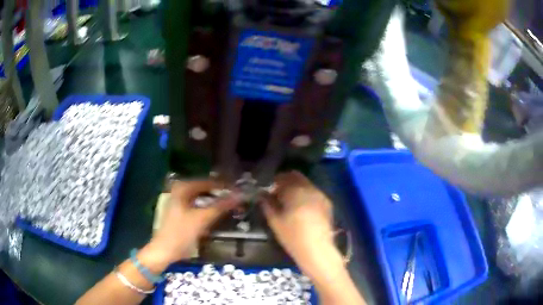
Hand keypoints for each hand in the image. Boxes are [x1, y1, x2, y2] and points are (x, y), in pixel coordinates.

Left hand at [147, 180, 240, 264]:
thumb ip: (221, 206)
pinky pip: (198, 206)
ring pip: (202, 198)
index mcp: (182, 188)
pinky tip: (216, 214)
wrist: (164, 251)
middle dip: (220, 194)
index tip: (239, 191)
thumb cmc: (181, 233)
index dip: (224, 186)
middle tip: (236, 199)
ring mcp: (179, 202)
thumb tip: (239, 195)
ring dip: (215, 202)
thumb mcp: (202, 219)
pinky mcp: (180, 212)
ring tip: (230, 206)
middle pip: (205, 189)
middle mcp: (179, 191)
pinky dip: (208, 208)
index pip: (208, 182)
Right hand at [260, 171, 337, 271]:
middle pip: (297, 177)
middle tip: (278, 193)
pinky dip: (305, 194)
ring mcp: (321, 195)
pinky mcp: (327, 203)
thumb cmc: (293, 237)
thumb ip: (267, 204)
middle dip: (286, 182)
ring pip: (306, 184)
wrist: (317, 250)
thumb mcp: (275, 221)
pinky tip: (302, 207)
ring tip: (289, 201)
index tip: (269, 188)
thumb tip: (262, 194)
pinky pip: (313, 192)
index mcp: (296, 191)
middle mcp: (310, 188)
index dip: (275, 181)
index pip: (284, 177)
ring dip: (296, 188)